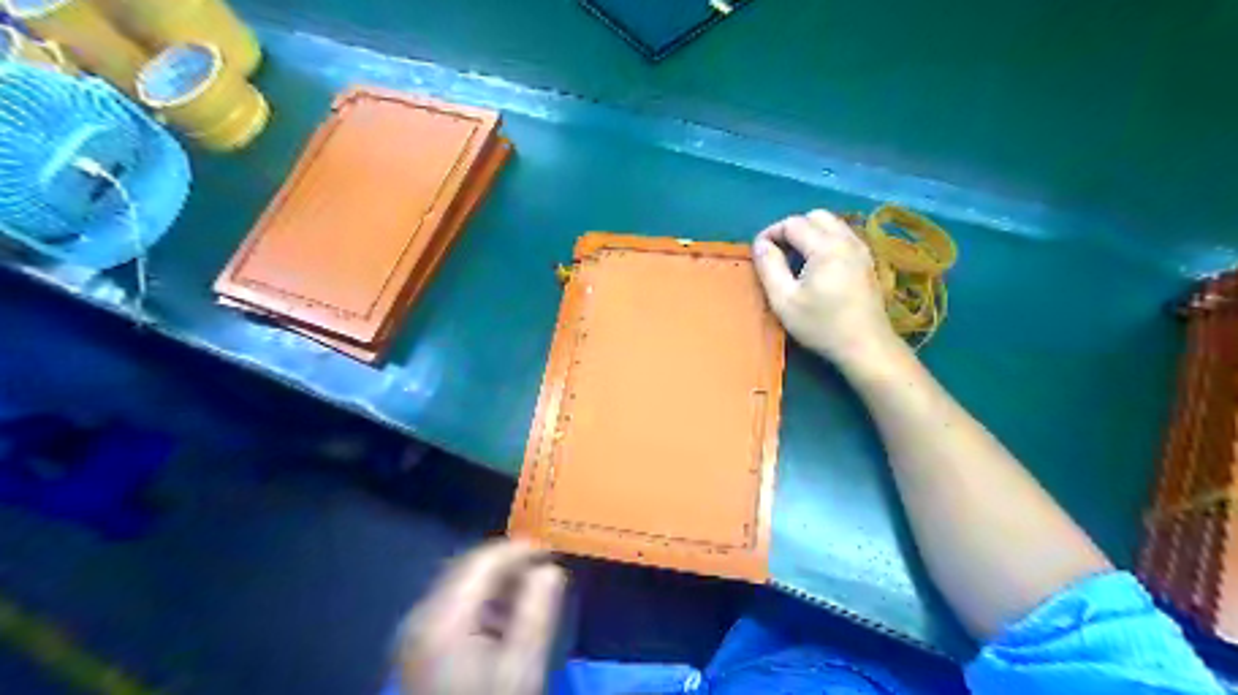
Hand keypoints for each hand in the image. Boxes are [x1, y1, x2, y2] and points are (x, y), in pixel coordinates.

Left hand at [397, 544, 563, 694]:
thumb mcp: (522, 669)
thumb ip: (538, 613)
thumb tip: (550, 570)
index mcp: (444, 619)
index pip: (483, 561)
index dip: (519, 550)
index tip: (551, 551)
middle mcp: (421, 616)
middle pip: (467, 567)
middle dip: (507, 562)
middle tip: (543, 567)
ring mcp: (415, 630)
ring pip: (459, 581)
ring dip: (494, 579)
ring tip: (528, 589)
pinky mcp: (417, 643)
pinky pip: (451, 601)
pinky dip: (479, 597)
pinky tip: (501, 614)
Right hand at [748, 208, 896, 363]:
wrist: (866, 346)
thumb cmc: (822, 325)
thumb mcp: (784, 300)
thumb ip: (769, 267)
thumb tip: (760, 244)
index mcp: (826, 247)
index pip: (793, 223)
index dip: (771, 233)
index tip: (759, 253)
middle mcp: (847, 240)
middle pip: (815, 216)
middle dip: (792, 228)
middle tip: (778, 253)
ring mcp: (861, 249)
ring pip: (832, 224)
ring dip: (810, 233)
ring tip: (796, 259)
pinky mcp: (868, 261)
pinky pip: (843, 236)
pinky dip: (826, 240)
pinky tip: (817, 266)